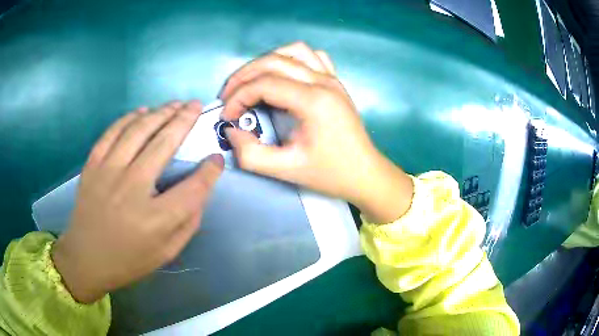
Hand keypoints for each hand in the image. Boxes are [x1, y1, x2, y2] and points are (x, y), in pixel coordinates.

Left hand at [52, 101, 223, 303]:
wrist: (86, 258)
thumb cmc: (129, 260)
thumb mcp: (166, 252)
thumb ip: (187, 222)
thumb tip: (199, 190)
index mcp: (156, 218)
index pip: (193, 188)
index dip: (209, 171)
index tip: (216, 159)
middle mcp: (132, 188)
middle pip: (164, 143)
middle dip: (185, 120)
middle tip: (196, 106)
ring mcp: (108, 172)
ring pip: (138, 130)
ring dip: (160, 112)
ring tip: (175, 104)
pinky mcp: (92, 165)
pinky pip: (112, 132)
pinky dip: (129, 118)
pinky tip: (142, 111)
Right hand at [220, 42, 412, 222]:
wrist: (365, 173)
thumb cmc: (331, 173)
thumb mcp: (287, 170)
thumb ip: (251, 154)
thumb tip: (232, 131)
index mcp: (313, 101)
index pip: (264, 83)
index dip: (238, 97)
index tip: (227, 116)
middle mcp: (323, 81)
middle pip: (273, 61)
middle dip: (243, 76)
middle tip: (228, 96)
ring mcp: (332, 78)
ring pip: (291, 51)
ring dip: (265, 62)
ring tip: (250, 82)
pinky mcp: (335, 81)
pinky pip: (311, 56)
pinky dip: (290, 58)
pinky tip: (282, 74)